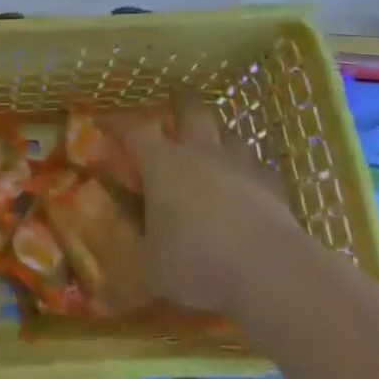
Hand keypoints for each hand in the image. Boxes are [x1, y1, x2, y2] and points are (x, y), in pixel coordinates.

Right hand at [109, 102, 299, 315]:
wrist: (270, 272)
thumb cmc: (197, 263)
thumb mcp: (151, 266)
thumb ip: (140, 247)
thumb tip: (129, 245)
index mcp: (163, 164)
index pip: (134, 130)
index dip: (117, 123)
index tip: (103, 123)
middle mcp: (201, 153)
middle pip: (191, 111)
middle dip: (179, 106)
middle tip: (172, 113)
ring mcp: (242, 166)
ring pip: (230, 134)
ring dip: (218, 138)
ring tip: (212, 151)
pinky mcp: (274, 187)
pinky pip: (259, 168)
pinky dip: (249, 172)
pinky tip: (248, 187)